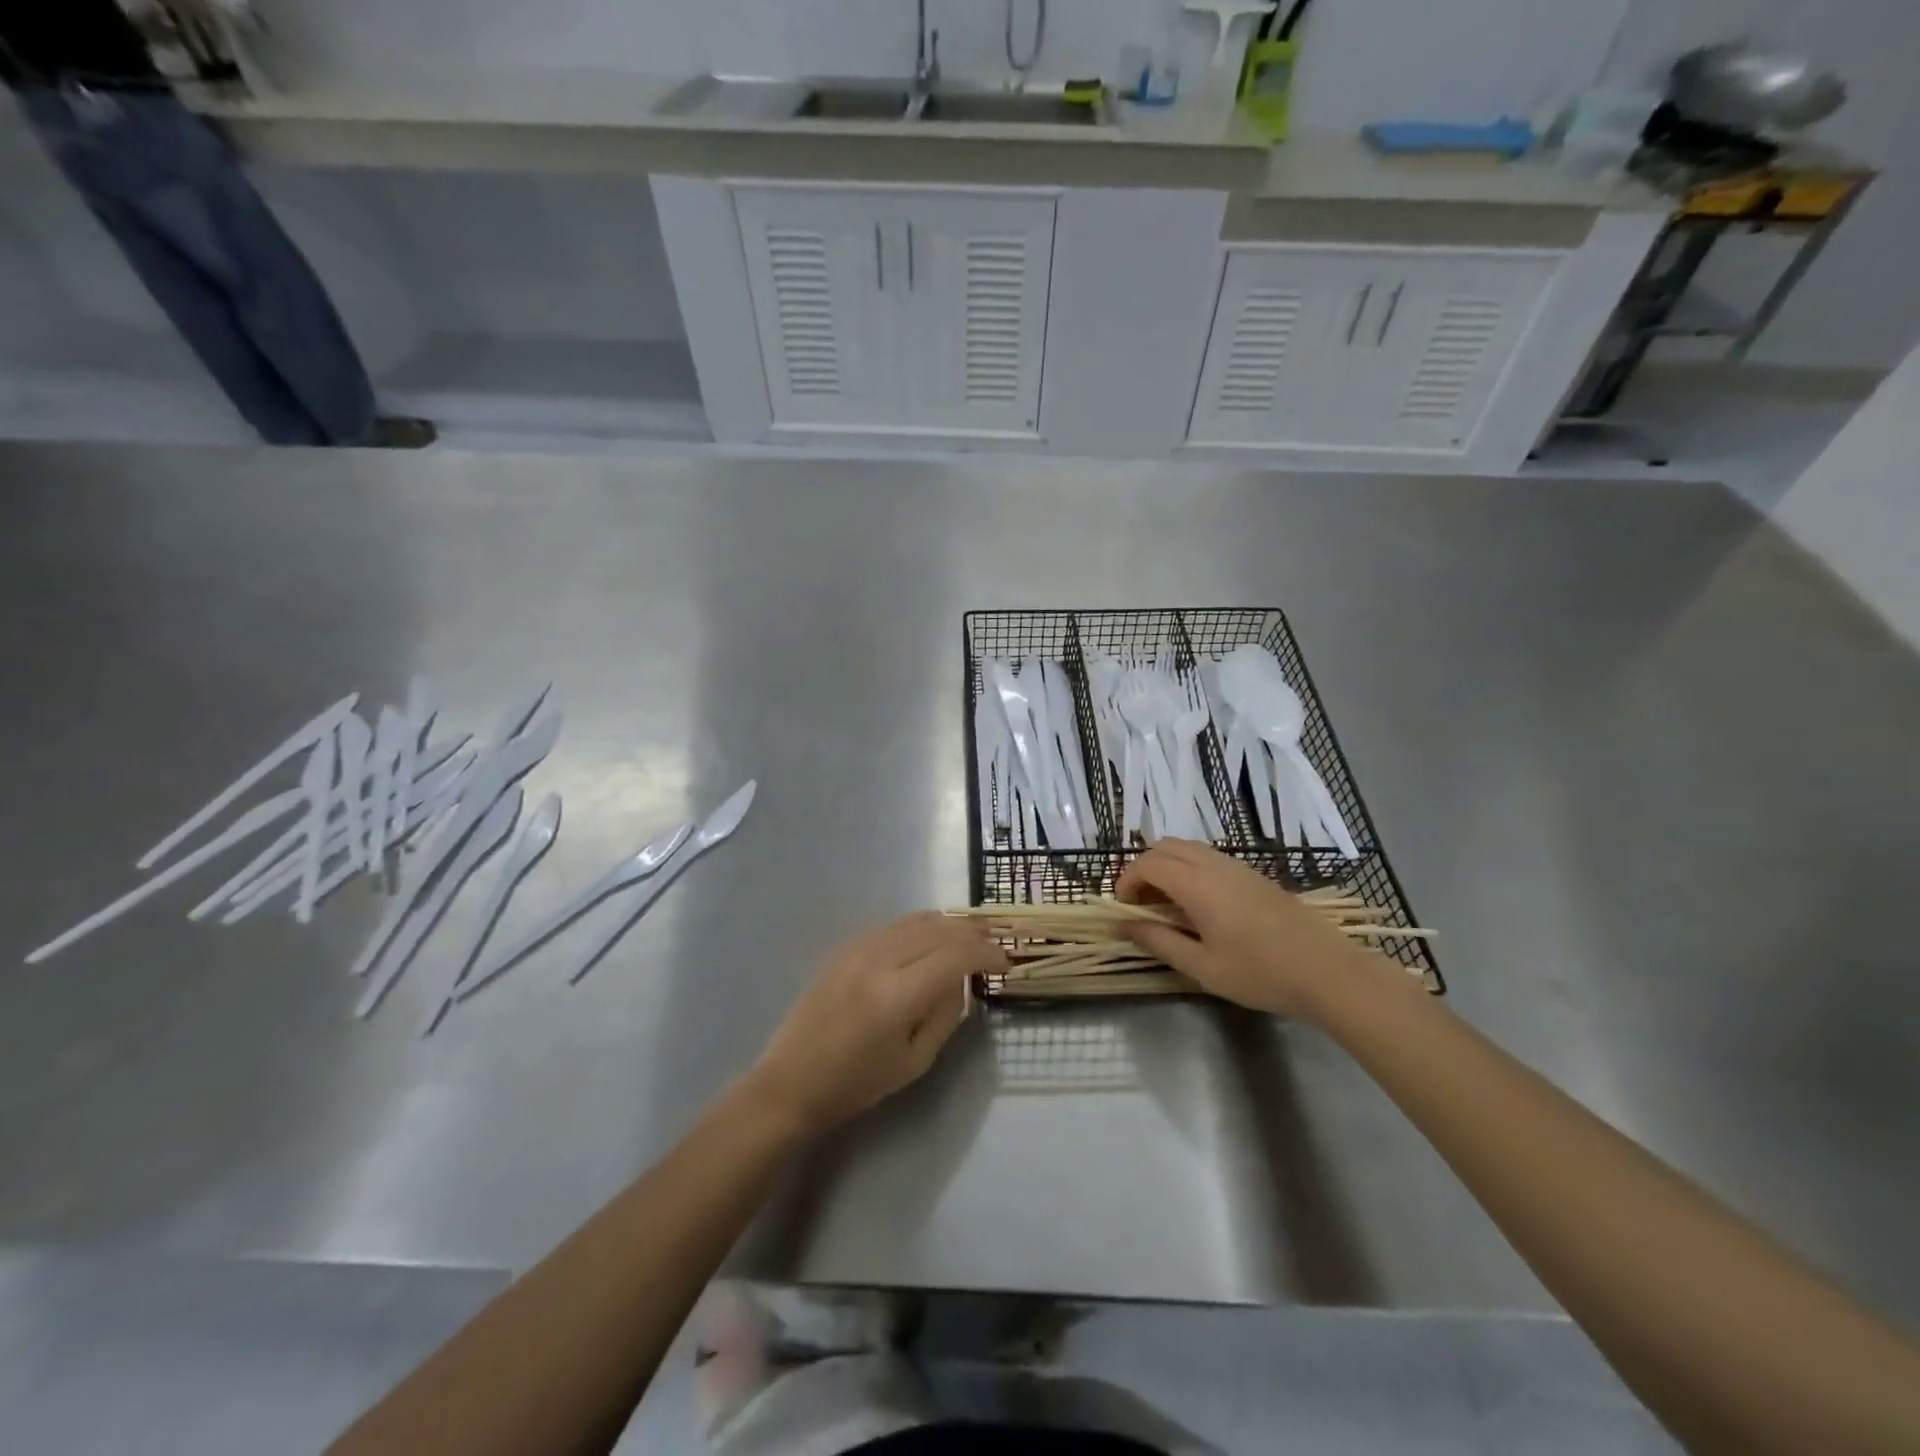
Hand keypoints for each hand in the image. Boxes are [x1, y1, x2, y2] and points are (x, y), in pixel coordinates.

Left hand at [743, 913, 1006, 1133]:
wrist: (791, 1080)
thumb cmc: (857, 1083)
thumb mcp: (915, 1061)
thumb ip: (946, 1014)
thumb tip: (961, 979)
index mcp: (897, 995)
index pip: (955, 956)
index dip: (986, 954)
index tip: (1005, 962)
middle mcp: (879, 959)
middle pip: (939, 929)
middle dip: (974, 932)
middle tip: (996, 941)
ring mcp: (859, 947)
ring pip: (917, 919)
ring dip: (950, 923)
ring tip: (972, 933)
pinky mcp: (846, 946)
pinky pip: (895, 924)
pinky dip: (923, 925)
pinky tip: (934, 935)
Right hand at [1116, 840, 1373, 1020]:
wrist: (1329, 973)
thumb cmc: (1261, 974)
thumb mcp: (1203, 967)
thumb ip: (1159, 941)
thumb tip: (1125, 925)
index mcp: (1198, 884)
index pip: (1148, 864)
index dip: (1126, 881)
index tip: (1122, 909)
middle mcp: (1215, 865)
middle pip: (1165, 846)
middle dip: (1143, 868)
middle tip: (1140, 904)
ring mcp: (1238, 867)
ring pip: (1189, 848)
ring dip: (1167, 867)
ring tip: (1166, 906)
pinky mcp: (1255, 875)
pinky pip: (1209, 858)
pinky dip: (1189, 870)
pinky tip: (1198, 906)